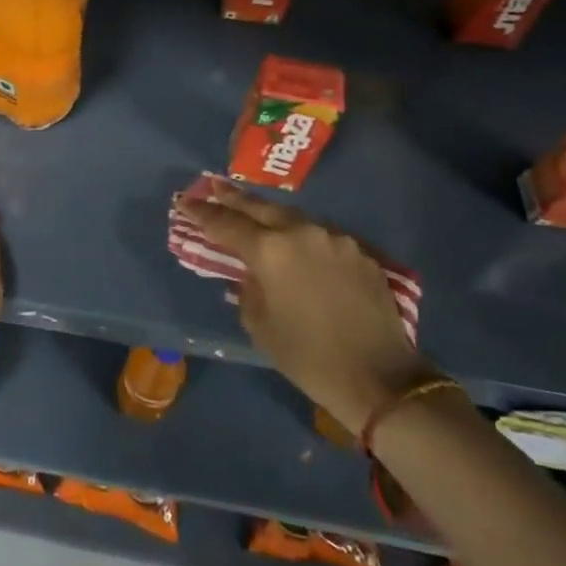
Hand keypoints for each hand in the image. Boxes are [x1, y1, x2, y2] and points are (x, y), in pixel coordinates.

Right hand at [176, 183, 425, 432]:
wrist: (381, 379)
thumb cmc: (308, 357)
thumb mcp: (260, 325)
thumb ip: (248, 289)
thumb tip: (251, 273)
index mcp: (270, 251)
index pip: (226, 223)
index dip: (202, 212)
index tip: (184, 201)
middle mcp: (301, 233)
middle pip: (260, 207)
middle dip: (234, 198)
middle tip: (214, 186)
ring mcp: (334, 240)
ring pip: (294, 219)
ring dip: (271, 216)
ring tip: (255, 215)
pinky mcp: (359, 253)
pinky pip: (321, 238)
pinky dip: (302, 238)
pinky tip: (298, 248)